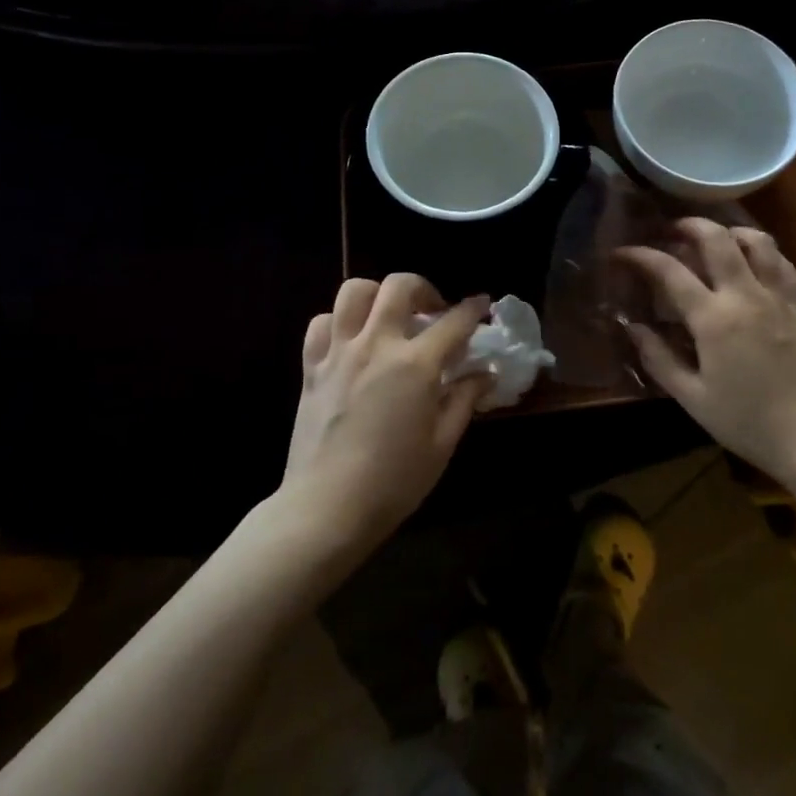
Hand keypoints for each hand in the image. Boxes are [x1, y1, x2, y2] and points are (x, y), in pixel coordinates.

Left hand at [282, 276, 490, 556]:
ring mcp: (339, 352)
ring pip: (354, 292)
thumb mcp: (442, 444)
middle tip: (433, 311)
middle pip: (399, 286)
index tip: (482, 304)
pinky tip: (352, 340)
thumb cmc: (394, 482)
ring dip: (378, 295)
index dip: (473, 309)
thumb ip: (465, 400)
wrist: (327, 508)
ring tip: (389, 317)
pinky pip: (321, 324)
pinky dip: (339, 321)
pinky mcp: (311, 367)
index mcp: (415, 365)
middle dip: (424, 288)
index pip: (453, 322)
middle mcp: (376, 345)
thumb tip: (484, 374)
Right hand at [618, 218, 795, 486]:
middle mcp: (746, 296)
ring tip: (713, 238)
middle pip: (717, 240)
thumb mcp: (692, 398)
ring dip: (730, 231)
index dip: (642, 256)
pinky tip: (753, 260)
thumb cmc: (746, 422)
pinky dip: (763, 251)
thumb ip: (658, 358)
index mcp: (714, 319)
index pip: (670, 272)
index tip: (621, 253)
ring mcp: (777, 299)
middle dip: (689, 225)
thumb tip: (631, 327)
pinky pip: (782, 264)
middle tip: (670, 230)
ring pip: (757, 242)